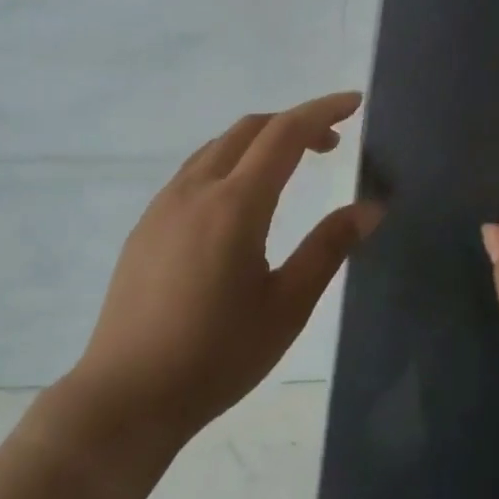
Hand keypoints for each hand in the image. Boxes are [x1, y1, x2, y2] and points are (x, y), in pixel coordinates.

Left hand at [66, 92, 383, 452]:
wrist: (128, 394)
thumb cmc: (217, 356)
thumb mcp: (287, 307)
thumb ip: (328, 248)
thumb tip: (370, 207)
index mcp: (234, 205)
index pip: (284, 134)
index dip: (322, 112)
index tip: (353, 104)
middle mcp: (195, 190)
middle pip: (248, 130)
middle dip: (293, 123)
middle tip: (330, 144)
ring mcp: (163, 205)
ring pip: (216, 148)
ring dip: (257, 142)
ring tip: (289, 167)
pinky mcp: (145, 225)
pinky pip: (193, 173)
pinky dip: (228, 164)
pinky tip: (239, 202)